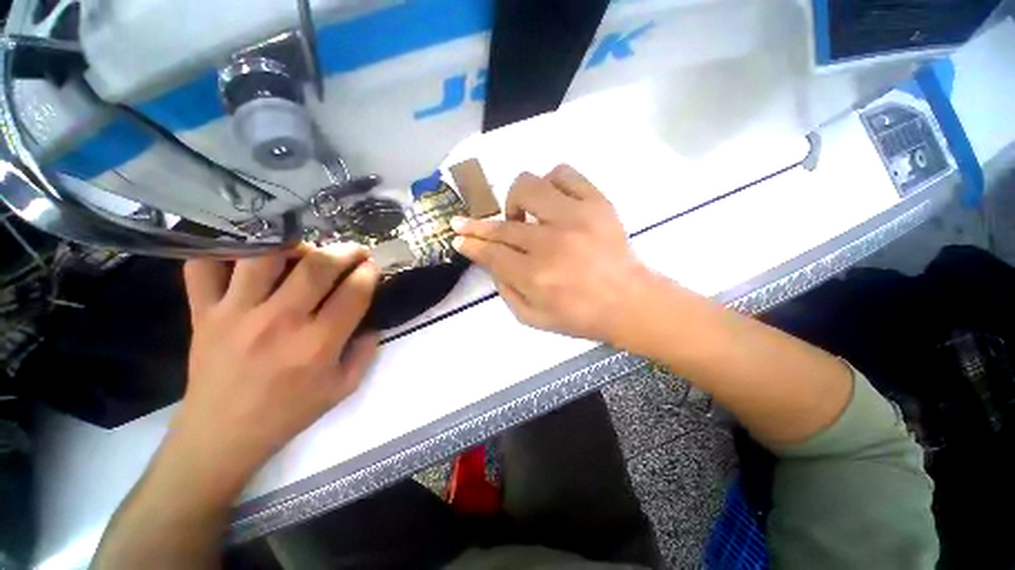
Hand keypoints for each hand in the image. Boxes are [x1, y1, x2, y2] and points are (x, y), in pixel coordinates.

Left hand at [172, 244, 379, 491]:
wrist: (222, 435)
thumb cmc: (289, 413)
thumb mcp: (343, 388)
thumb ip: (366, 352)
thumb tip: (373, 322)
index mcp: (318, 344)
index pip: (354, 292)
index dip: (369, 273)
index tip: (372, 268)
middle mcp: (280, 322)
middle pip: (318, 266)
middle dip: (345, 251)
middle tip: (354, 251)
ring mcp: (236, 313)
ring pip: (265, 255)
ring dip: (294, 245)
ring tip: (306, 251)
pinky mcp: (204, 313)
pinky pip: (203, 267)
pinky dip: (221, 251)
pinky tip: (245, 255)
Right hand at [451, 164, 651, 344]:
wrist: (629, 302)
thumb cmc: (581, 316)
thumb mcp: (533, 319)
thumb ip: (506, 292)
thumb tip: (491, 262)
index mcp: (535, 276)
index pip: (491, 252)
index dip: (470, 244)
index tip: (458, 237)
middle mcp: (550, 243)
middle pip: (502, 224)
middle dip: (476, 225)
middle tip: (467, 224)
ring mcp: (575, 217)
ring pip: (528, 186)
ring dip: (516, 200)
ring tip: (522, 215)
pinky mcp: (597, 202)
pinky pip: (564, 174)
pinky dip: (550, 183)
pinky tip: (550, 200)